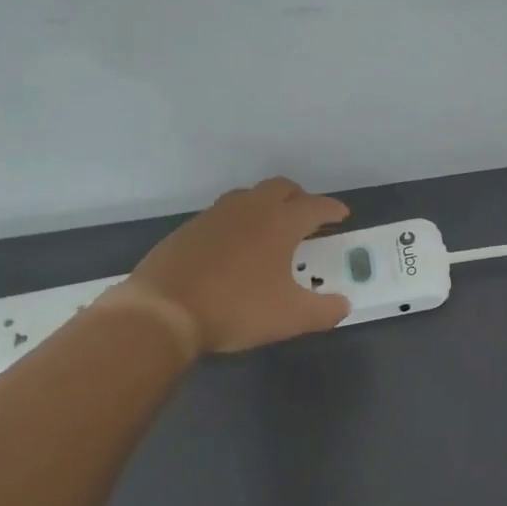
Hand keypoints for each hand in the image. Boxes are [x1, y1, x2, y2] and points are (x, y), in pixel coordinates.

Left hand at [115, 178, 350, 354]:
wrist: (163, 311)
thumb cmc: (237, 309)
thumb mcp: (291, 317)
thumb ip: (324, 310)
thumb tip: (343, 305)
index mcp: (280, 223)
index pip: (315, 206)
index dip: (332, 210)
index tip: (341, 215)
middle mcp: (250, 209)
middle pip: (281, 188)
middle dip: (299, 198)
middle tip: (307, 218)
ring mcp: (215, 215)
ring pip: (249, 197)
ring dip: (266, 206)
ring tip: (271, 230)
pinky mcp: (189, 229)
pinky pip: (223, 215)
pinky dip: (238, 223)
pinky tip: (235, 249)